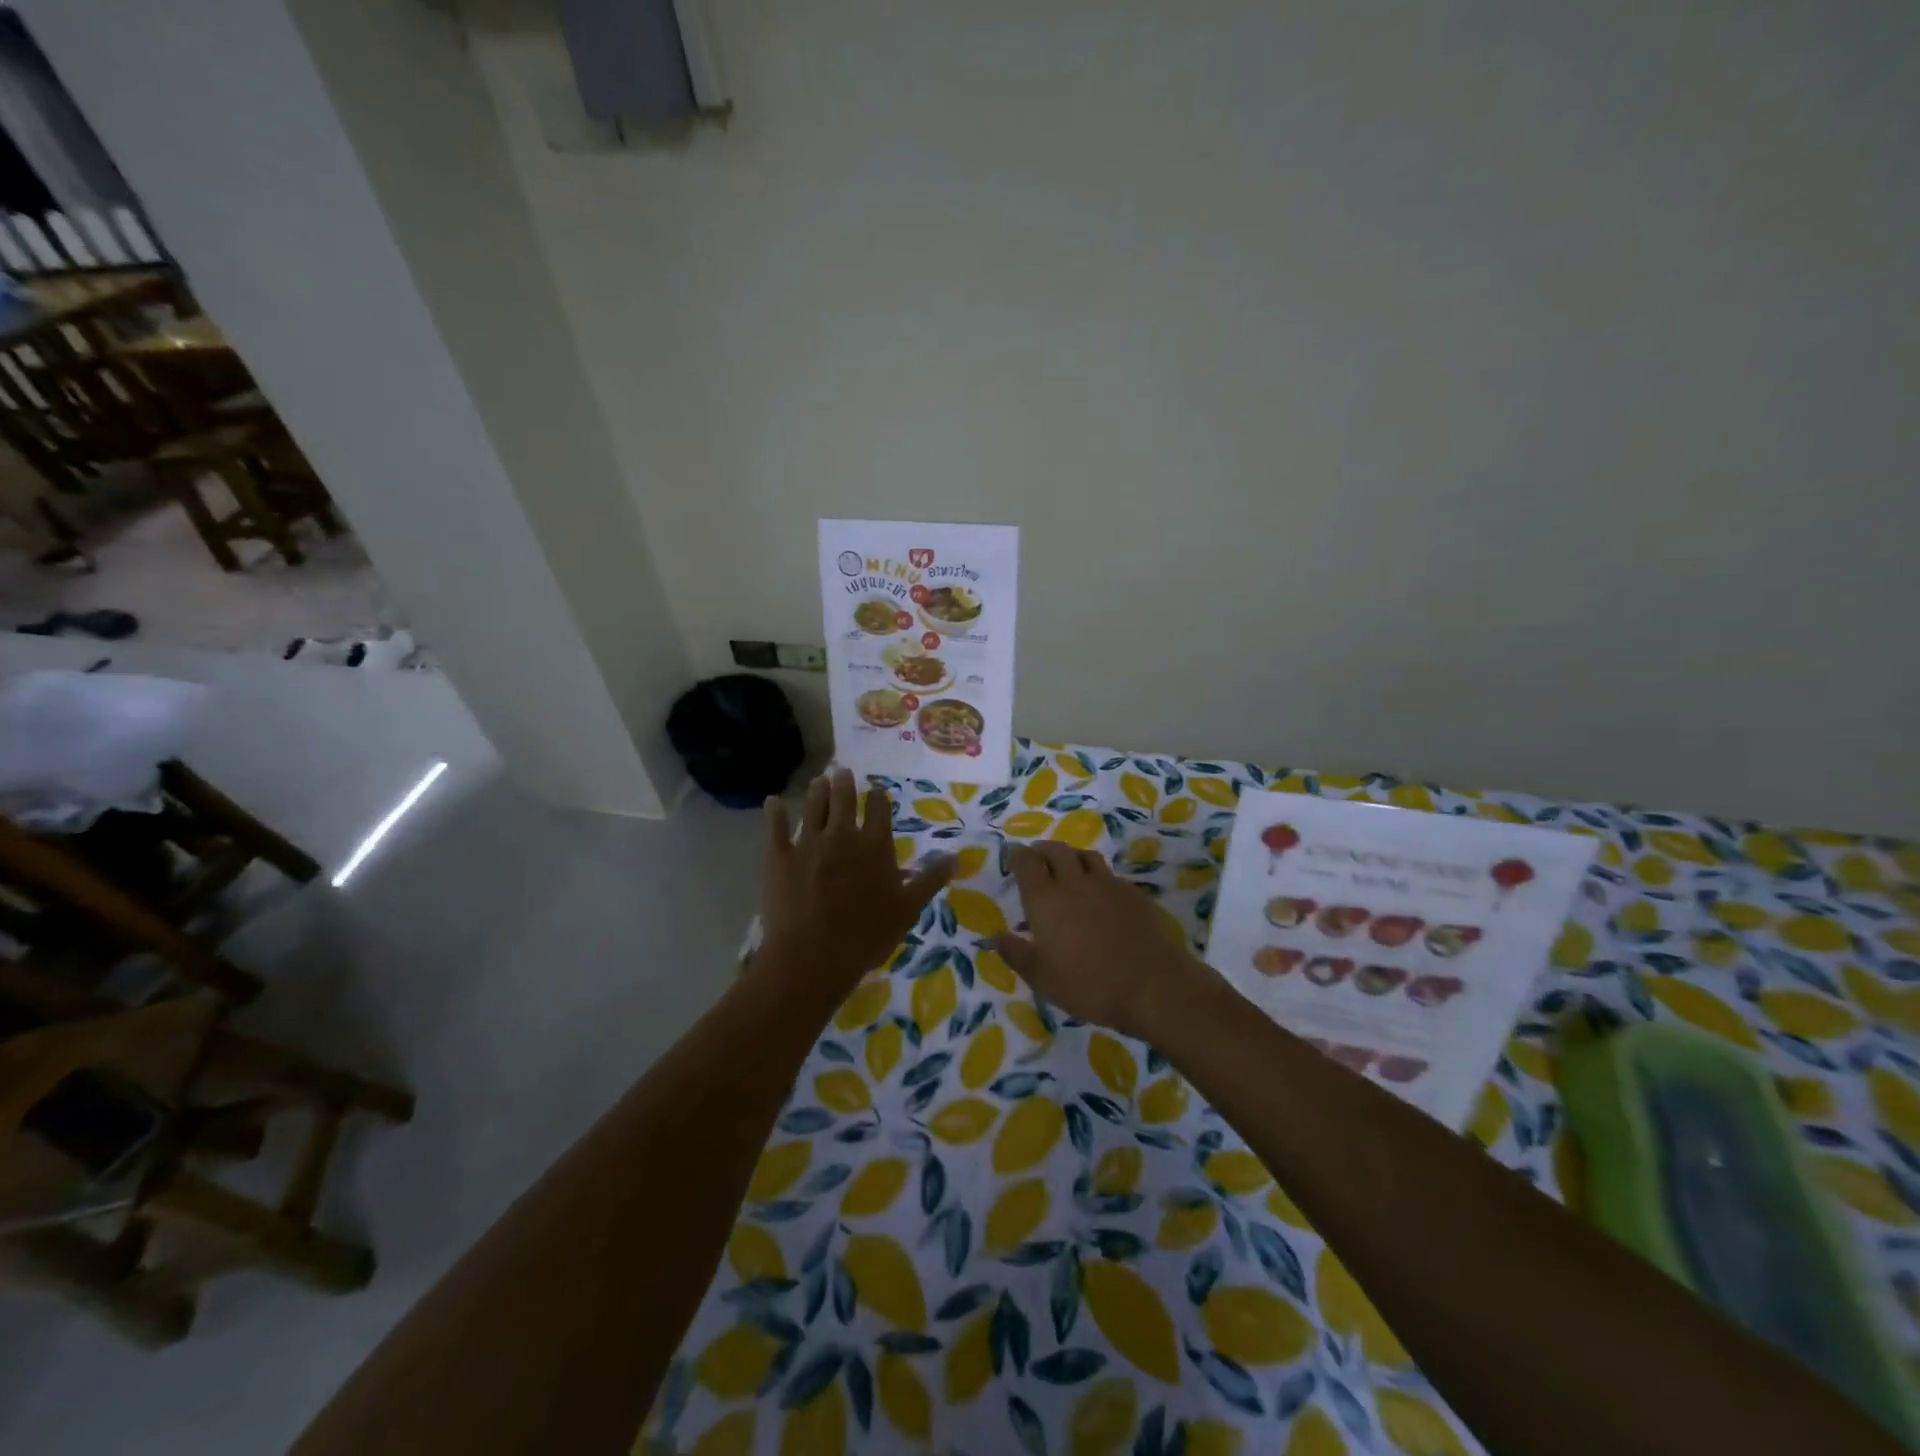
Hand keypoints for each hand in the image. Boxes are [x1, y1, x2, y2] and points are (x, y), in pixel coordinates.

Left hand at [756, 768, 954, 999]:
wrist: (812, 956)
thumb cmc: (866, 935)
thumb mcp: (907, 909)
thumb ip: (930, 880)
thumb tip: (955, 856)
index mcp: (874, 844)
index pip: (878, 808)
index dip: (878, 796)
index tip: (876, 790)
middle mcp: (842, 835)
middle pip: (843, 799)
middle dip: (844, 783)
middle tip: (842, 771)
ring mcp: (808, 843)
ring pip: (812, 807)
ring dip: (816, 790)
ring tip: (819, 779)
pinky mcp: (779, 857)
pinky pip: (775, 828)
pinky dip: (774, 813)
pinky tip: (773, 801)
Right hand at [993, 842, 1213, 1038]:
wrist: (1153, 985)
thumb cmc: (1088, 985)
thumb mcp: (1042, 978)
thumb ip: (1016, 954)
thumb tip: (996, 937)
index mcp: (1045, 899)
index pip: (1026, 862)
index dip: (1018, 856)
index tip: (1014, 857)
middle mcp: (1074, 882)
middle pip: (1055, 850)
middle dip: (1042, 850)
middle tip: (1037, 859)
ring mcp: (1107, 884)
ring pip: (1085, 856)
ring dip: (1071, 857)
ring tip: (1067, 869)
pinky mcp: (1133, 893)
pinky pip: (1109, 875)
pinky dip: (1097, 877)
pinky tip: (1100, 895)